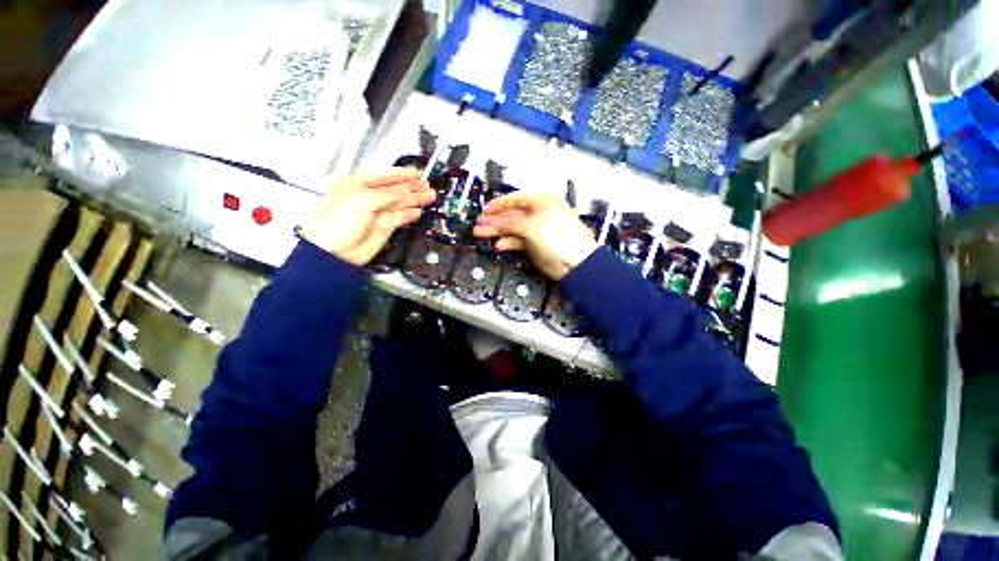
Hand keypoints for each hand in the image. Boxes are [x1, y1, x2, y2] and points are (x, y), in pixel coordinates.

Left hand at [301, 170, 434, 265]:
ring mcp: (377, 213)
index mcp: (358, 184)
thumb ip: (389, 194)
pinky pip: (400, 218)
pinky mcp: (384, 227)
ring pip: (400, 204)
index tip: (416, 173)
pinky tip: (418, 211)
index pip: (384, 176)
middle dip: (412, 187)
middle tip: (426, 186)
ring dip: (415, 200)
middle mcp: (369, 197)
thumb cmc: (339, 220)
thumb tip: (407, 191)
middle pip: (395, 190)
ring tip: (429, 197)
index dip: (401, 174)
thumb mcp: (365, 199)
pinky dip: (409, 215)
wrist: (335, 249)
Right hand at [473, 192, 597, 280]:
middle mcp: (540, 214)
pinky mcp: (537, 245)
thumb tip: (493, 222)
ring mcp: (538, 230)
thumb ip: (509, 223)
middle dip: (495, 219)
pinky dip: (508, 243)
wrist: (576, 264)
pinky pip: (519, 241)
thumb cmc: (560, 239)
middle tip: (480, 224)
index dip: (499, 204)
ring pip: (514, 228)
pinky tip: (499, 244)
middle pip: (513, 214)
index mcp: (543, 202)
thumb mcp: (531, 227)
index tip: (485, 210)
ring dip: (498, 231)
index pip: (516, 199)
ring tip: (482, 234)